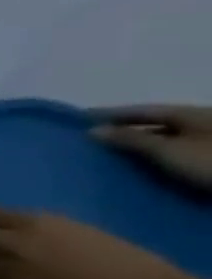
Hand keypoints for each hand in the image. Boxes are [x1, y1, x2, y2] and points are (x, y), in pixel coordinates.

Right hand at [92, 104, 211, 191]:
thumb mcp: (168, 150)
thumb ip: (131, 139)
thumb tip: (94, 130)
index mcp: (192, 113)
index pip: (142, 110)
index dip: (110, 113)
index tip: (79, 119)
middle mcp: (202, 123)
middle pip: (157, 124)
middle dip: (125, 131)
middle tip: (92, 140)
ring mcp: (211, 143)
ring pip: (169, 140)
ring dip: (141, 147)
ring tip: (112, 156)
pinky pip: (178, 155)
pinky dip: (157, 159)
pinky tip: (142, 168)